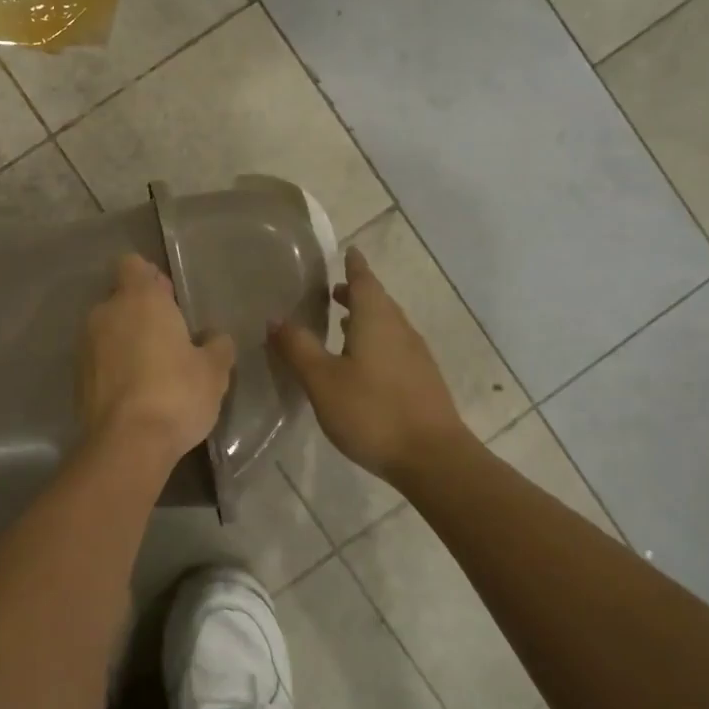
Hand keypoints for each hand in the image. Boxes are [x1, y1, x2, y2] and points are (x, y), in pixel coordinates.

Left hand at [79, 255, 235, 461]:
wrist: (127, 443)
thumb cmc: (177, 393)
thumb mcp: (213, 371)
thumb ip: (216, 346)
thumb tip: (215, 338)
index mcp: (139, 299)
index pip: (133, 265)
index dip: (150, 278)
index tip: (170, 299)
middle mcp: (106, 313)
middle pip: (120, 297)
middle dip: (140, 311)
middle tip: (169, 337)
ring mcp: (86, 345)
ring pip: (107, 329)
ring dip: (125, 339)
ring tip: (152, 367)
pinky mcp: (77, 376)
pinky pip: (98, 358)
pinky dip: (113, 366)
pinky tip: (134, 391)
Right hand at [272, 246, 475, 486]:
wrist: (432, 458)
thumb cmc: (372, 412)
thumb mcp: (322, 380)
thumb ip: (298, 347)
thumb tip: (275, 318)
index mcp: (376, 321)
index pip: (365, 281)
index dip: (355, 266)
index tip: (349, 251)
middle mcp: (400, 330)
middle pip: (379, 302)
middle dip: (358, 292)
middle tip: (334, 290)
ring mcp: (415, 356)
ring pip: (388, 325)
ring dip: (366, 318)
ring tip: (342, 323)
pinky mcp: (422, 381)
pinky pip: (394, 347)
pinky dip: (375, 341)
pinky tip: (362, 362)